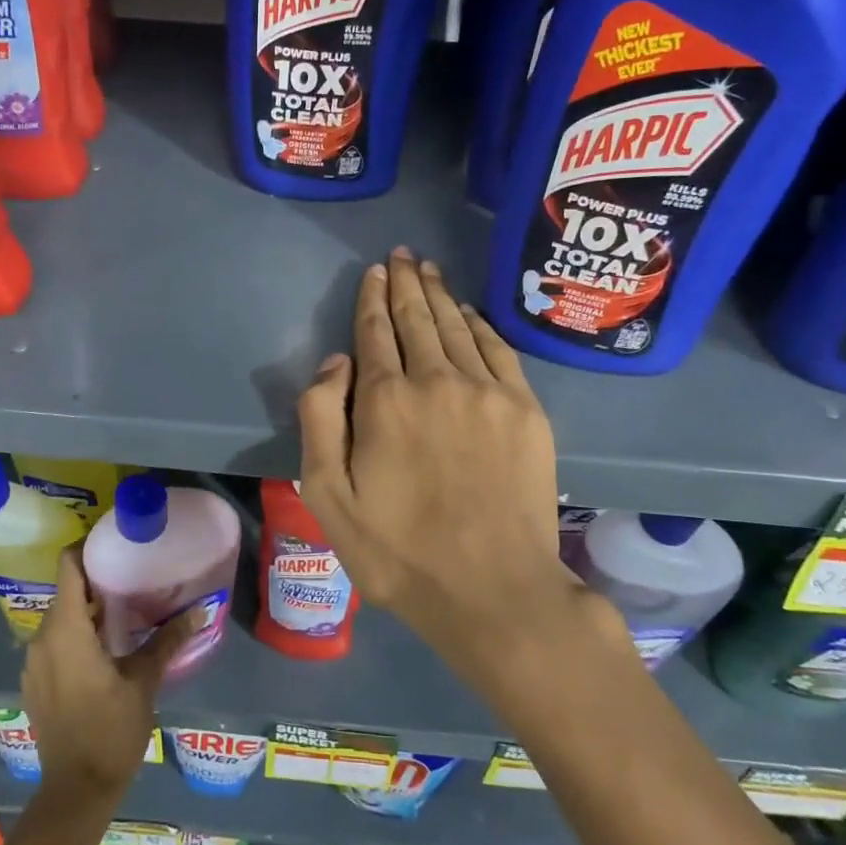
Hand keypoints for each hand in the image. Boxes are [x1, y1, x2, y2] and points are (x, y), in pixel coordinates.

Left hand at [21, 548, 196, 802]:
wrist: (76, 791)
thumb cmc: (110, 731)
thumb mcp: (144, 682)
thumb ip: (167, 640)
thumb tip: (200, 609)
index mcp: (65, 631)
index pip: (67, 567)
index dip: (87, 547)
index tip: (116, 541)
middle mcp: (42, 639)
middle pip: (66, 590)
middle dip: (96, 577)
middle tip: (134, 571)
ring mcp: (35, 662)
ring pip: (61, 616)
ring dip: (88, 607)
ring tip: (126, 604)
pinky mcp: (36, 682)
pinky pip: (56, 641)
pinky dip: (78, 632)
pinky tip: (108, 643)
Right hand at [297, 249, 596, 695]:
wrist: (494, 589)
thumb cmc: (399, 551)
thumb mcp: (328, 497)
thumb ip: (320, 420)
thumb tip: (336, 362)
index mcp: (385, 400)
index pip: (375, 333)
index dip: (372, 299)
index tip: (375, 272)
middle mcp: (436, 380)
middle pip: (418, 319)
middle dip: (407, 283)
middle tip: (403, 256)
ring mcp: (487, 392)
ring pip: (458, 327)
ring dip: (440, 295)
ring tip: (429, 270)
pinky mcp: (525, 410)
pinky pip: (499, 350)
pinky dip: (481, 325)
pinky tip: (470, 312)